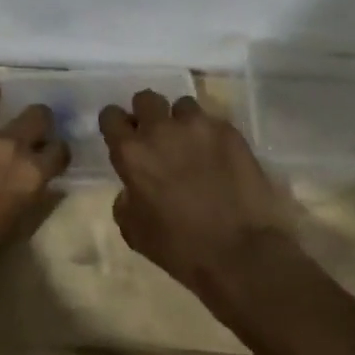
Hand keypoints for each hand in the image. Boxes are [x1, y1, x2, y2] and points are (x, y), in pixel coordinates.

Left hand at [0, 79, 69, 294]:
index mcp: (29, 176)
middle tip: (27, 125)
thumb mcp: (5, 234)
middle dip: (36, 119)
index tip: (48, 154)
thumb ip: (22, 203)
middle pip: (37, 114)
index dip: (55, 152)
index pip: (59, 151)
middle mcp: (9, 144)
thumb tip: (31, 188)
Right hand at [101, 91, 300, 318]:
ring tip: (193, 146)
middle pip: (146, 98)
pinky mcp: (230, 132)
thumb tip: (132, 189)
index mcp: (132, 153)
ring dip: (182, 123)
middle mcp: (161, 130)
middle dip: (147, 114)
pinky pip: (214, 123)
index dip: (116, 124)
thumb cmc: (182, 250)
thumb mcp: (135, 232)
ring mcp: (198, 126)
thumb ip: (126, 200)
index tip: (123, 136)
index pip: (111, 115)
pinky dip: (212, 136)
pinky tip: (221, 160)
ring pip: (182, 106)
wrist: (244, 255)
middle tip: (157, 138)